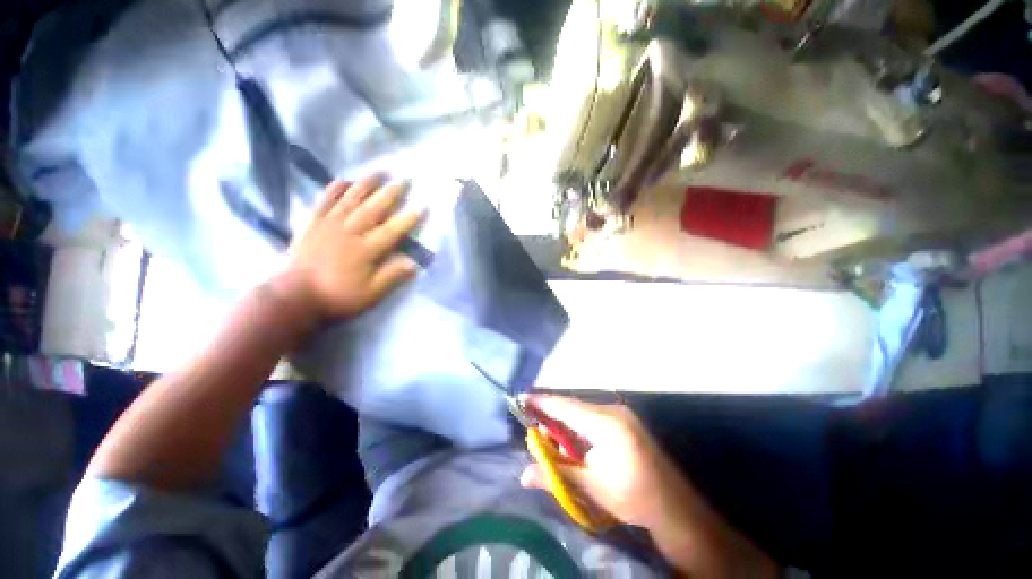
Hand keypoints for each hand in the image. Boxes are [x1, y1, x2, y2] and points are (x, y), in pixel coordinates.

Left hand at [274, 175, 423, 322]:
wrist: (294, 297)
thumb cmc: (337, 297)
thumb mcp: (370, 295)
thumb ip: (391, 277)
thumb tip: (414, 263)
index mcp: (365, 250)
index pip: (392, 231)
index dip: (408, 219)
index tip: (423, 206)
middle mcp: (349, 232)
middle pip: (373, 209)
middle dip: (391, 193)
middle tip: (405, 179)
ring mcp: (329, 225)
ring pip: (350, 200)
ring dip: (366, 184)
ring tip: (380, 171)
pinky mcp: (313, 224)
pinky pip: (324, 201)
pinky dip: (334, 189)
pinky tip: (343, 180)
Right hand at [519, 396, 689, 528]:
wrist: (673, 505)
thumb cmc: (632, 497)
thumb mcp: (590, 487)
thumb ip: (556, 474)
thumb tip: (523, 474)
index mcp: (606, 424)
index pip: (566, 407)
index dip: (542, 402)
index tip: (521, 397)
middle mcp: (613, 411)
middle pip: (572, 407)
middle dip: (551, 417)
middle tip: (536, 432)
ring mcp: (620, 414)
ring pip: (581, 411)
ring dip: (564, 422)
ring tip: (551, 440)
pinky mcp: (623, 420)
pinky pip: (592, 416)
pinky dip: (577, 425)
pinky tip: (570, 439)